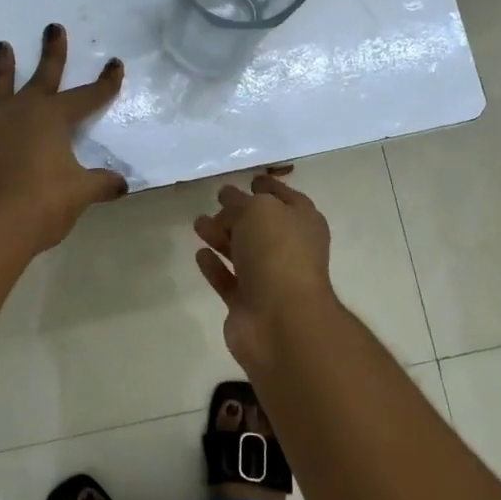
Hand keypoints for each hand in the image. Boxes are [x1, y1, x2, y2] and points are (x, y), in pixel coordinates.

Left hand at [0, 24, 127, 253]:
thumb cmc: (39, 205)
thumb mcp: (78, 195)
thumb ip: (99, 185)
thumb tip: (121, 185)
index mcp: (52, 120)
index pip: (86, 97)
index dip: (104, 83)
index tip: (115, 63)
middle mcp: (18, 114)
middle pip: (40, 77)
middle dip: (52, 53)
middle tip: (53, 27)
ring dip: (0, 70)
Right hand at [192, 174, 335, 369]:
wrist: (281, 321)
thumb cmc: (277, 254)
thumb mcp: (259, 211)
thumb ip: (240, 204)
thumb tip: (228, 206)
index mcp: (302, 223)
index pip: (285, 197)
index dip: (269, 186)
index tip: (250, 178)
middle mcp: (289, 250)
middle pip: (261, 226)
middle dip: (238, 212)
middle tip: (216, 200)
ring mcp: (269, 279)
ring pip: (242, 251)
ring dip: (221, 236)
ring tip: (198, 223)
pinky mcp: (247, 304)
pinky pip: (228, 279)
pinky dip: (215, 267)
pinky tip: (200, 254)